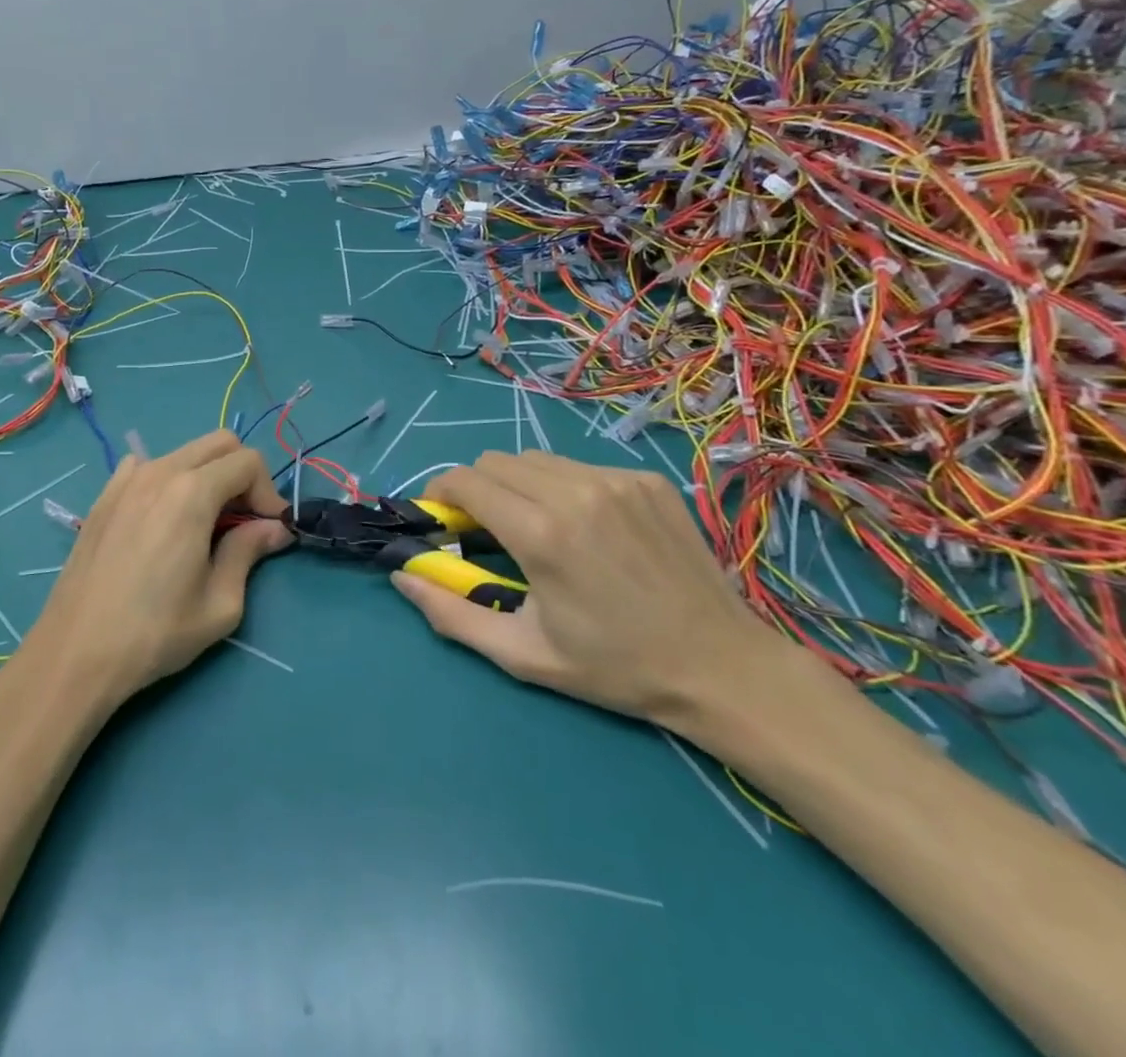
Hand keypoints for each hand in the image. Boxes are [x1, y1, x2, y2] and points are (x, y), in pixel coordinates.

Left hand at [27, 430, 292, 709]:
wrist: (76, 652)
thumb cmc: (155, 633)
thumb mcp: (220, 603)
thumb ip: (249, 552)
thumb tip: (274, 528)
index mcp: (192, 492)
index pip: (248, 462)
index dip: (269, 492)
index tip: (270, 529)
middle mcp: (159, 471)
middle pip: (219, 443)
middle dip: (242, 474)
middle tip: (244, 521)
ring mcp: (126, 480)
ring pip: (183, 453)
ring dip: (207, 477)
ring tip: (204, 525)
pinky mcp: (104, 496)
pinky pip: (146, 467)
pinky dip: (168, 481)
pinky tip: (161, 521)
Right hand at [391, 450, 783, 725]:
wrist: (722, 667)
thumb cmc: (615, 666)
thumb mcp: (523, 654)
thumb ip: (452, 614)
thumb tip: (403, 576)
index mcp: (541, 532)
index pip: (465, 480)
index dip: (442, 494)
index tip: (444, 521)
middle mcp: (574, 491)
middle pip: (494, 461)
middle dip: (477, 489)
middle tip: (489, 531)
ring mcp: (615, 480)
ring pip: (536, 459)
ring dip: (519, 484)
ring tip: (539, 527)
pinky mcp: (646, 479)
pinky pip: (580, 466)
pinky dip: (564, 487)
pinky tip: (589, 528)